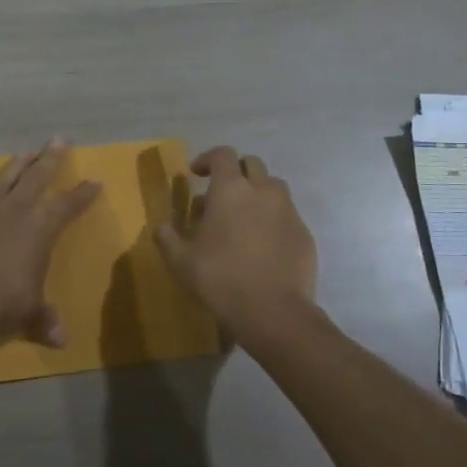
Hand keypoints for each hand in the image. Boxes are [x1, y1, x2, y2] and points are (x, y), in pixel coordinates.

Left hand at [0, 138, 100, 358]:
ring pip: (6, 177)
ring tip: (26, 152)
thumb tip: (60, 340)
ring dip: (18, 164)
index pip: (68, 204)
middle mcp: (16, 211)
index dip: (83, 193)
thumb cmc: (3, 304)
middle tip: (59, 139)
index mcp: (41, 227)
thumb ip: (44, 319)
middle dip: (51, 158)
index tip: (95, 180)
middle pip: (37, 176)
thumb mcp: (29, 313)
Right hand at [155, 145, 318, 344]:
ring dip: (257, 193)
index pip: (222, 155)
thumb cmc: (220, 279)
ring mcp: (288, 211)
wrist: (274, 312)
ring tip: (243, 218)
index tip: (197, 174)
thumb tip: (162, 226)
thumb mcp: (181, 261)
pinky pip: (287, 215)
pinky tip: (263, 244)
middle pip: (251, 164)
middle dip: (235, 172)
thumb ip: (168, 237)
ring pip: (273, 187)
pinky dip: (273, 219)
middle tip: (221, 195)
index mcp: (231, 189)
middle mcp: (263, 191)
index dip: (207, 159)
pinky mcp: (304, 233)